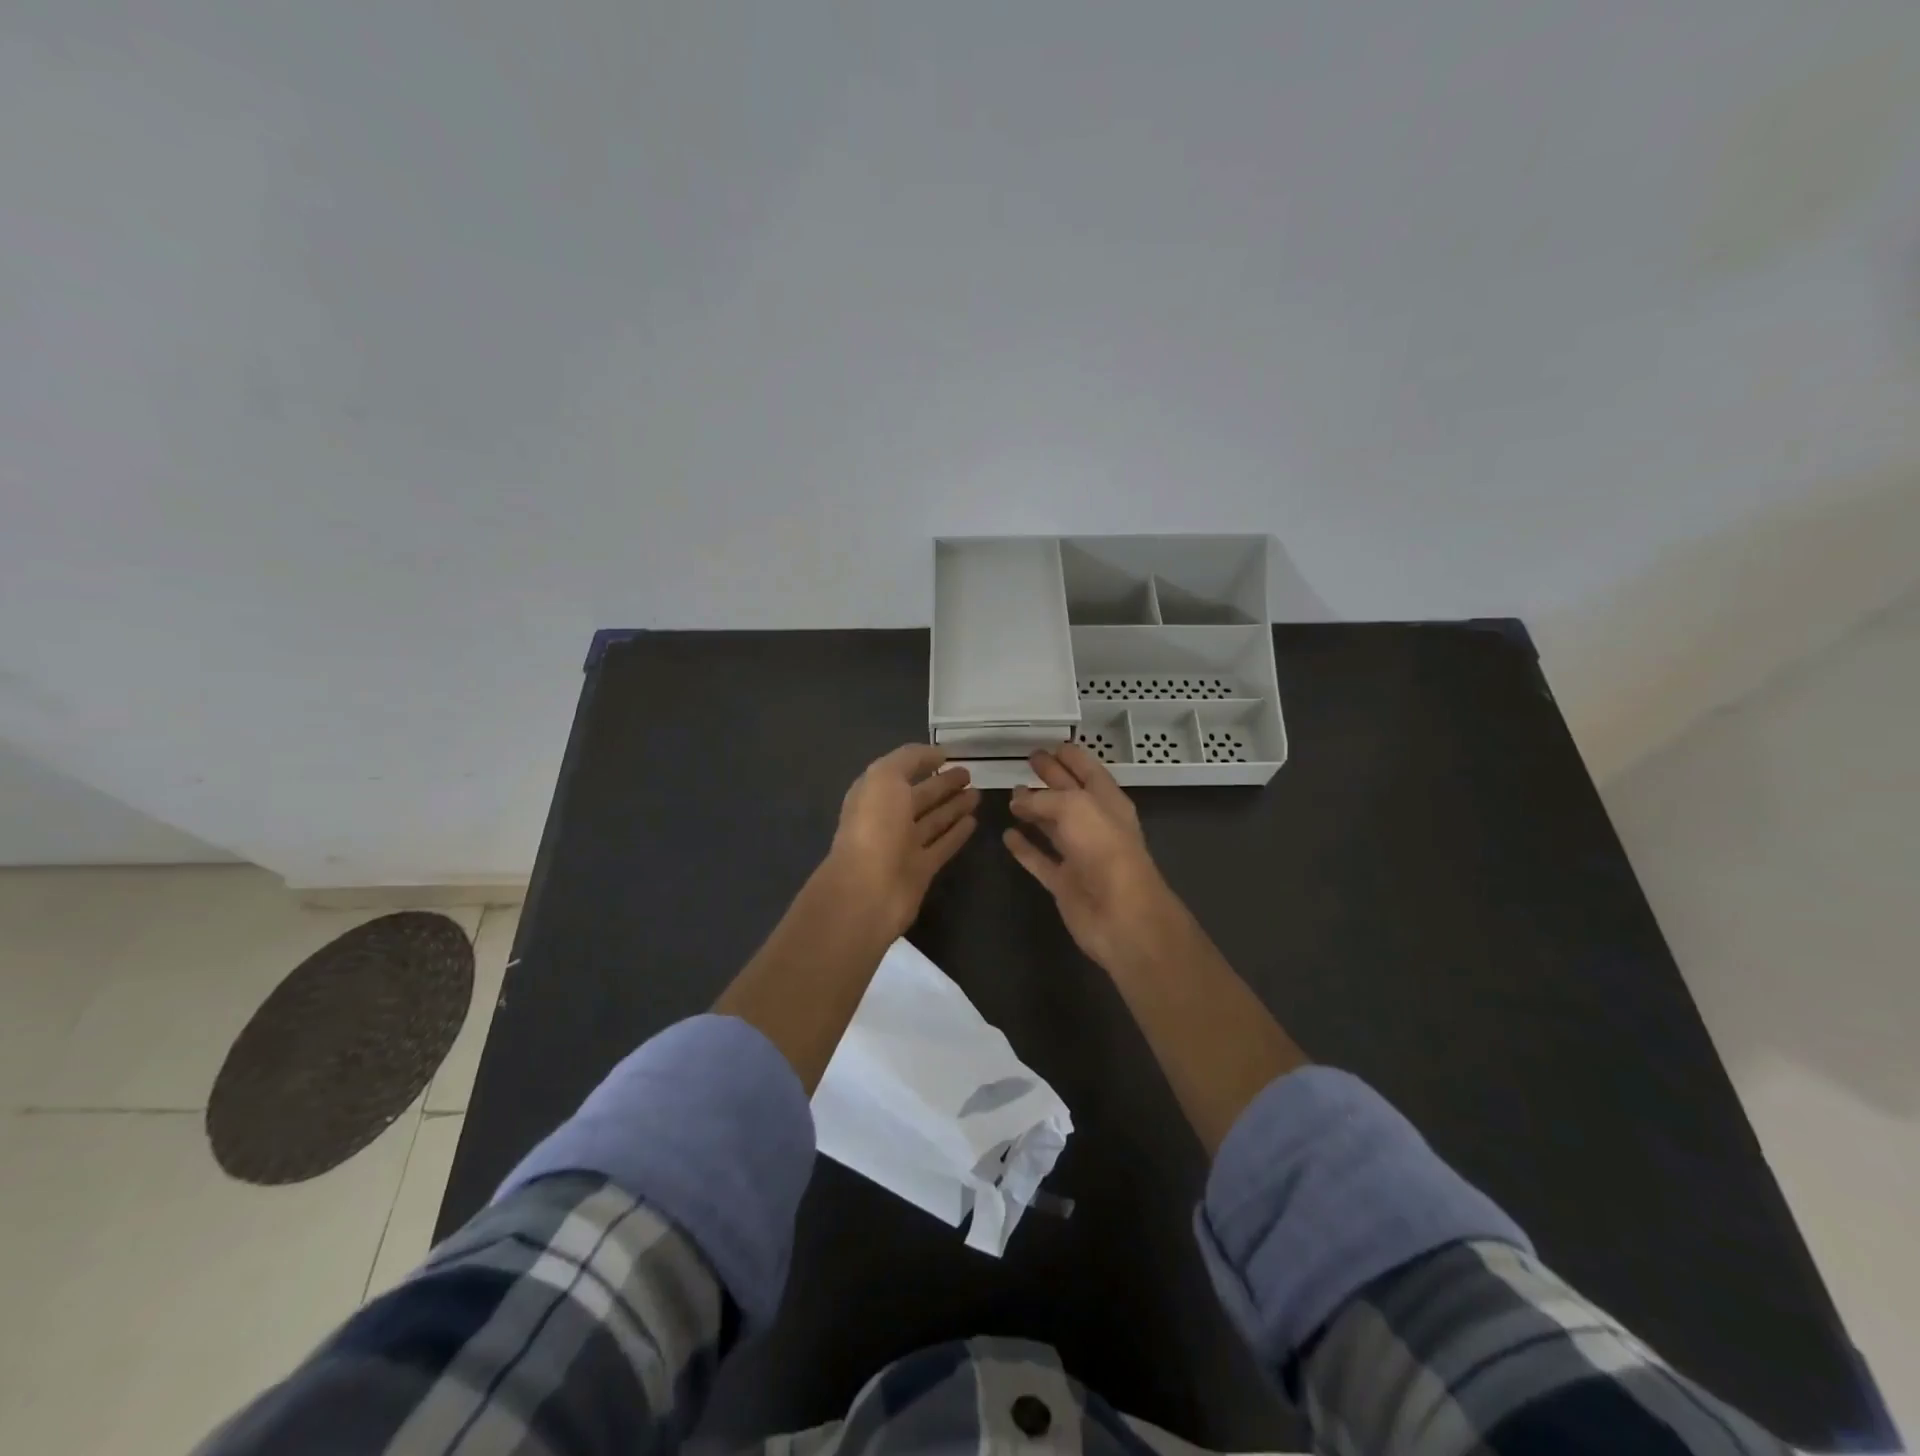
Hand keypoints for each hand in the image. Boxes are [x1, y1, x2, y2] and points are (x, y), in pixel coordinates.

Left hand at [824, 744, 979, 939]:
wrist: (869, 890)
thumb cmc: (875, 827)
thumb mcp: (885, 777)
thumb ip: (910, 759)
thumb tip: (938, 753)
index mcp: (874, 794)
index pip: (901, 772)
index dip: (922, 762)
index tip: (950, 754)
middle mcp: (888, 818)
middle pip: (920, 796)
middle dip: (943, 784)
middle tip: (969, 773)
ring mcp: (904, 846)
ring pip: (934, 820)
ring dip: (954, 806)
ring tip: (977, 794)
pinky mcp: (921, 869)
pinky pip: (943, 846)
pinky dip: (956, 833)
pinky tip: (973, 821)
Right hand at [1003, 744, 1182, 973]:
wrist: (1120, 914)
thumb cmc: (1104, 849)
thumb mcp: (1074, 808)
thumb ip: (1043, 799)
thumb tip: (1018, 799)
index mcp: (1108, 802)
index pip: (1088, 771)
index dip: (1072, 757)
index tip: (1053, 744)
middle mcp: (1095, 826)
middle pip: (1069, 795)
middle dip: (1051, 777)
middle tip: (1029, 760)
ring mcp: (1079, 856)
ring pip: (1053, 827)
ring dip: (1034, 811)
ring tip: (1011, 795)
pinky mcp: (1064, 882)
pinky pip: (1040, 859)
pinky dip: (1024, 848)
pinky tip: (1007, 835)